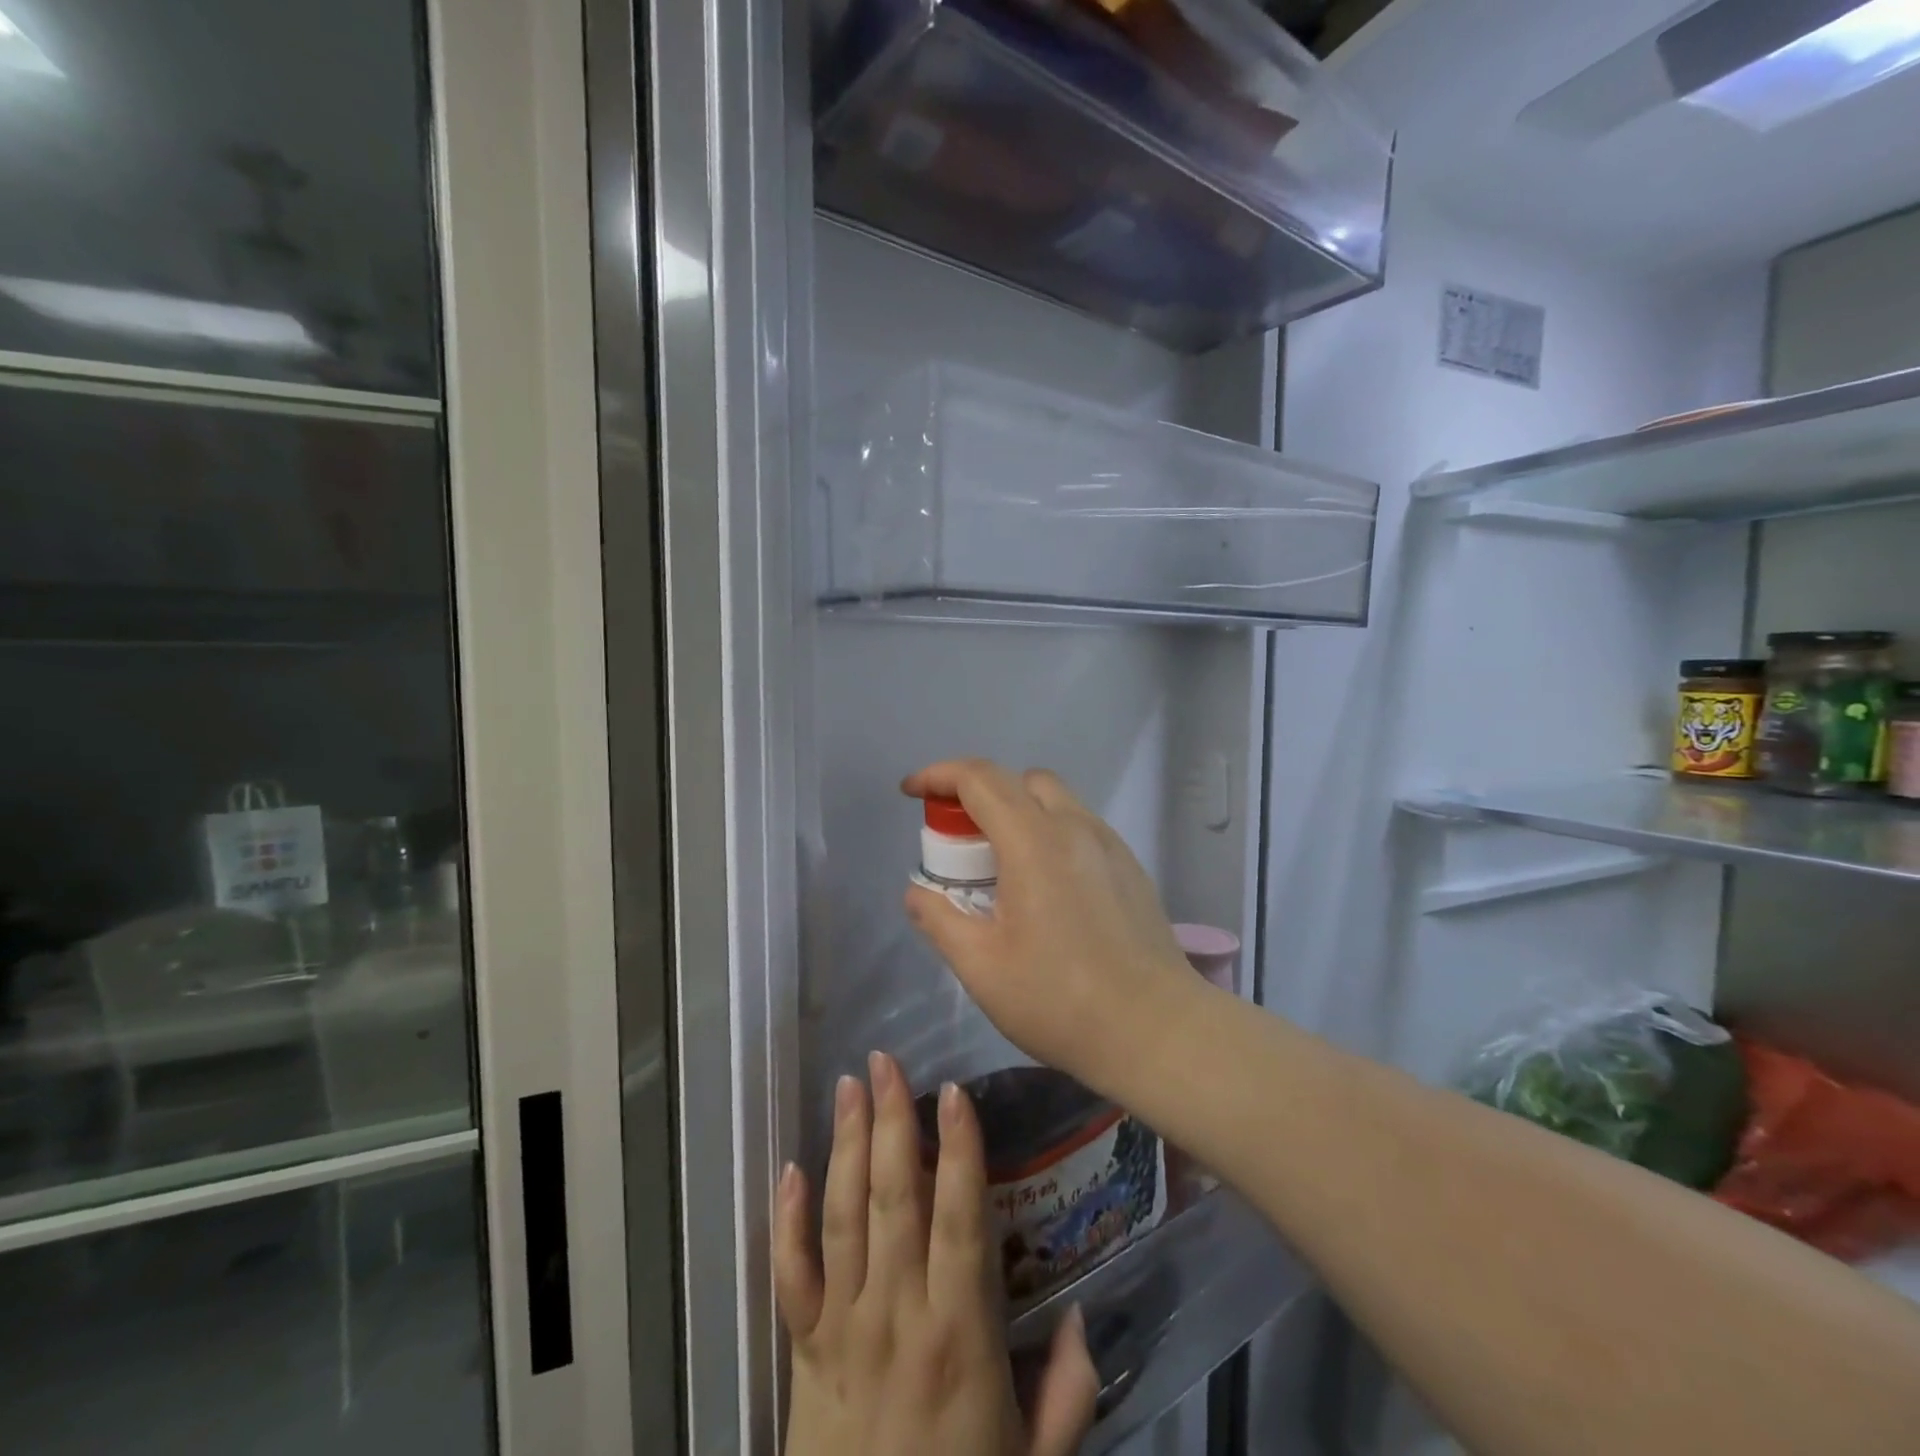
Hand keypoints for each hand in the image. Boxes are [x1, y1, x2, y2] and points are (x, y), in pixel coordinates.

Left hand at [775, 1051, 1097, 1455]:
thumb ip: (1067, 1393)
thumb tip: (1083, 1319)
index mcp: (959, 1334)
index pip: (959, 1219)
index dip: (957, 1151)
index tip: (954, 1093)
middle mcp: (897, 1315)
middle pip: (892, 1199)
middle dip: (889, 1121)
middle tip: (885, 1061)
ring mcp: (843, 1327)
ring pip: (843, 1217)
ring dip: (844, 1145)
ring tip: (848, 1086)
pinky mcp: (802, 1349)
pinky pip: (790, 1275)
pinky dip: (786, 1220)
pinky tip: (789, 1169)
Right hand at [901, 760, 1202, 1096]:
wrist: (1155, 1030)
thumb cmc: (1059, 999)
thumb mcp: (981, 966)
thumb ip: (940, 920)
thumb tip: (917, 894)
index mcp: (1034, 841)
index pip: (980, 778)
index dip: (938, 775)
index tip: (911, 792)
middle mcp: (1074, 827)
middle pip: (1019, 780)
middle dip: (978, 792)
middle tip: (956, 838)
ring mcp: (1109, 844)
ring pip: (1054, 799)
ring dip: (1016, 810)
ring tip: (999, 864)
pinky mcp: (1129, 867)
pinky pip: (1079, 826)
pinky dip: (1048, 831)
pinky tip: (1044, 885)